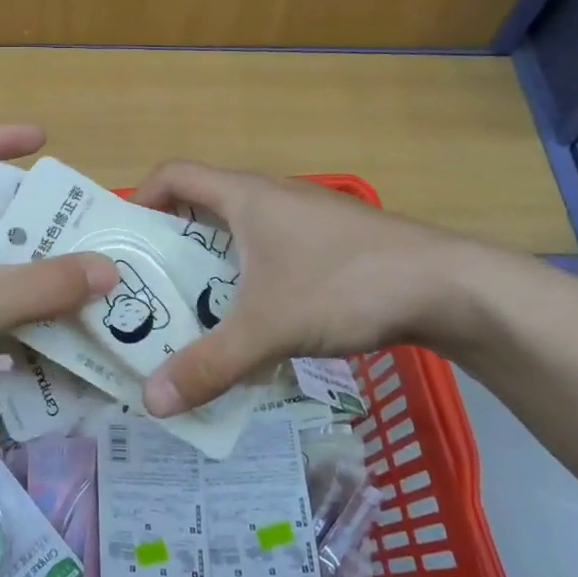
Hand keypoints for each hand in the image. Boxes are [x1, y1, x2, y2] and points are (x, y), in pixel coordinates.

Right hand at [130, 161, 493, 415]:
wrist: (450, 286)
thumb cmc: (345, 285)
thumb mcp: (269, 328)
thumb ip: (209, 365)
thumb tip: (150, 402)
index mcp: (244, 196)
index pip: (174, 174)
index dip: (142, 198)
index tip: (127, 241)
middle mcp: (270, 197)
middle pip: (202, 207)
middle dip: (172, 247)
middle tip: (150, 292)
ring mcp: (304, 218)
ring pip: (239, 234)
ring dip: (213, 267)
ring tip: (195, 314)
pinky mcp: (330, 243)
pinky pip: (271, 252)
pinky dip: (250, 278)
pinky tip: (257, 322)